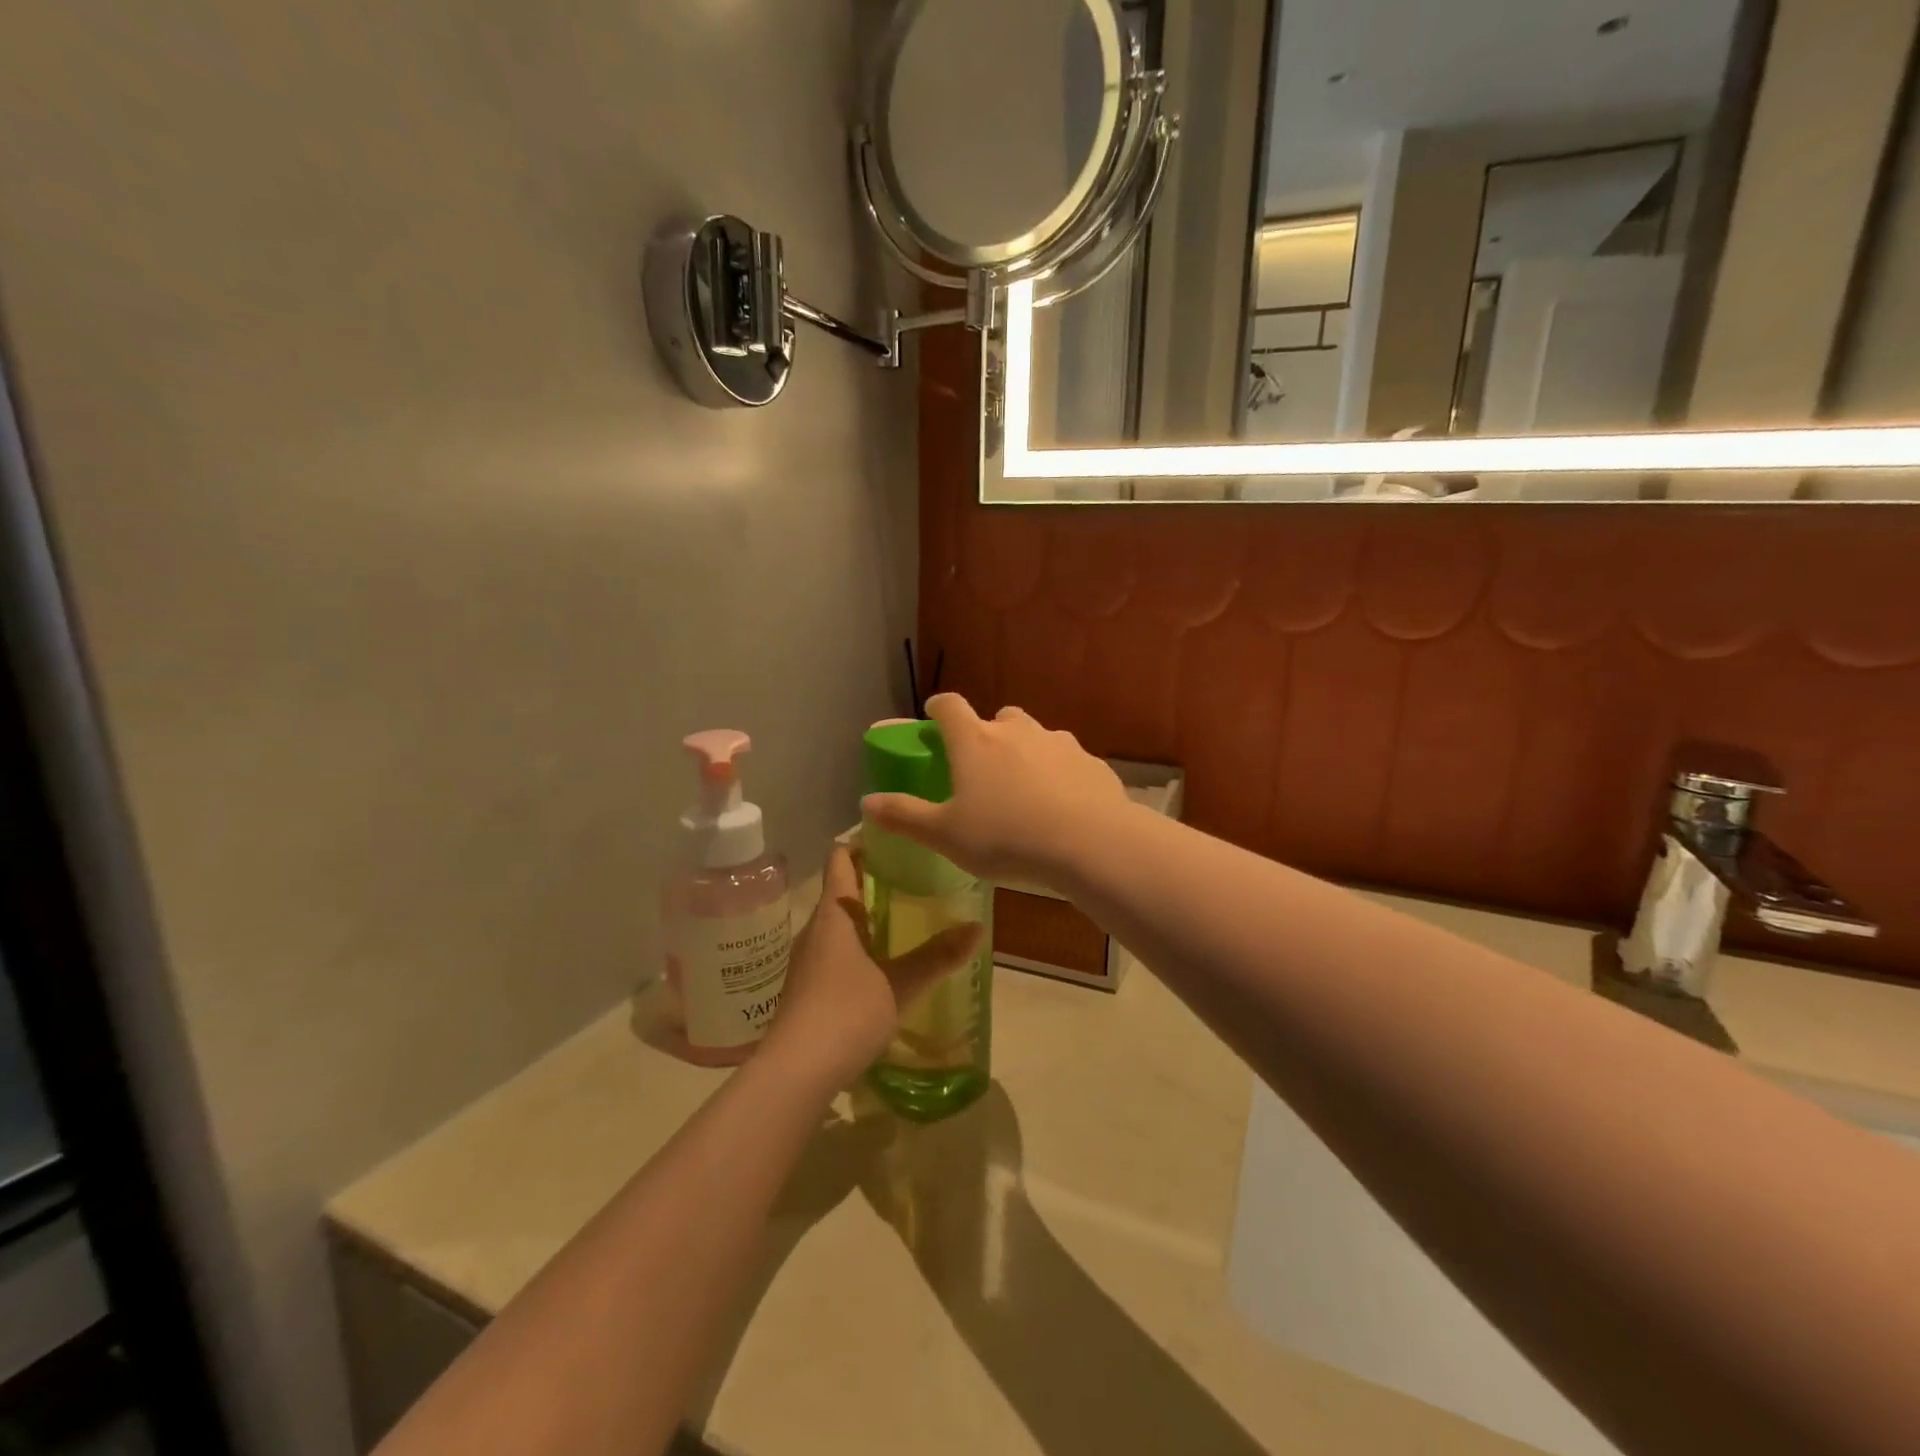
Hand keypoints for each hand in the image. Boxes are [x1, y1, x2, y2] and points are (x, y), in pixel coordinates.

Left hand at [763, 845, 981, 1087]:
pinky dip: (859, 946)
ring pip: (839, 924)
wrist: (795, 1072)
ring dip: (867, 917)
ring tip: (906, 918)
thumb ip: (938, 956)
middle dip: (874, 881)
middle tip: (915, 878)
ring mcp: (808, 960)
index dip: (863, 842)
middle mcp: (816, 929)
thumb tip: (978, 928)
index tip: (895, 838)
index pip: (841, 858)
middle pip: (842, 889)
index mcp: (834, 914)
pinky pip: (835, 951)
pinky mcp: (807, 988)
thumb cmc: (846, 1013)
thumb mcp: (901, 984)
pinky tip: (885, 965)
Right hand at [861, 694, 1129, 888]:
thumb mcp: (945, 835)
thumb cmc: (1006, 838)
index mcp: (976, 741)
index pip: (949, 705)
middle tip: (983, 767)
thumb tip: (865, 803)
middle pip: (999, 717)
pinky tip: (1062, 807)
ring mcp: (1059, 743)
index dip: (938, 708)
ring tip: (1025, 793)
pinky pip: (1068, 762)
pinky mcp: (1093, 762)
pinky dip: (1059, 775)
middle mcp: (1017, 731)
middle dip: (988, 733)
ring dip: (1026, 754)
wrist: (1091, 844)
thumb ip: (904, 816)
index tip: (934, 717)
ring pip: (1036, 738)